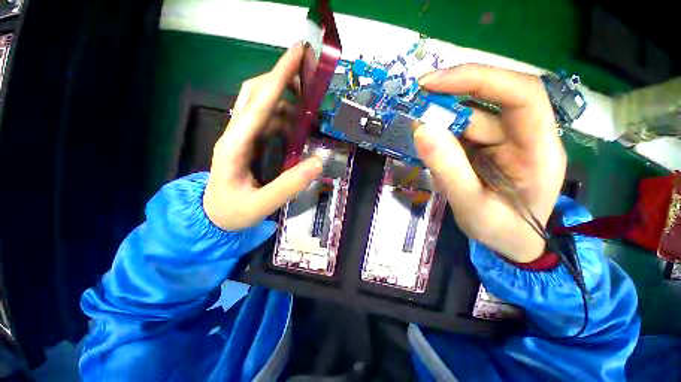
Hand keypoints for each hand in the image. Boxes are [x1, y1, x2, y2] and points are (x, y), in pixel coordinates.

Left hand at [203, 42, 322, 230]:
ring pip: (262, 104)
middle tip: (308, 74)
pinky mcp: (249, 142)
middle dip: (281, 78)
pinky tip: (297, 122)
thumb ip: (289, 185)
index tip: (298, 52)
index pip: (259, 103)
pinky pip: (267, 120)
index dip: (280, 77)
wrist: (213, 216)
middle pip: (255, 93)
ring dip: (285, 96)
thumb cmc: (233, 211)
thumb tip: (319, 162)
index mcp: (235, 144)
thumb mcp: (262, 204)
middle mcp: (237, 133)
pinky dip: (285, 115)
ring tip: (309, 100)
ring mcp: (242, 136)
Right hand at [414, 64, 566, 262]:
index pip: (522, 95)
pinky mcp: (488, 147)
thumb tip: (422, 129)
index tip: (434, 83)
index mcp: (539, 150)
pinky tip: (426, 141)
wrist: (511, 242)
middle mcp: (525, 136)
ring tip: (415, 126)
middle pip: (491, 101)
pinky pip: (462, 131)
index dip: (479, 79)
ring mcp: (505, 140)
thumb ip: (449, 171)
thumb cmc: (501, 231)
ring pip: (472, 117)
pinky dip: (441, 133)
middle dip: (452, 96)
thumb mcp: (471, 207)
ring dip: (441, 118)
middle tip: (414, 100)